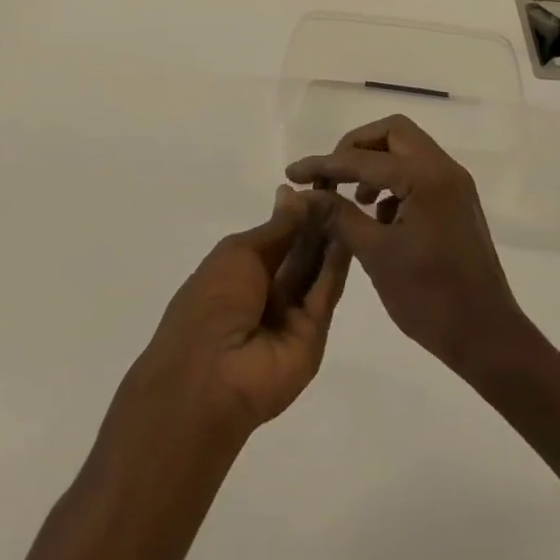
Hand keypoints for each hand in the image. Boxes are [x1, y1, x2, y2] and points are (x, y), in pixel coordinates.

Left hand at [114, 186, 351, 444]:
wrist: (210, 374)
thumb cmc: (212, 301)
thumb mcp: (238, 253)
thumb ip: (276, 228)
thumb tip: (292, 193)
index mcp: (241, 270)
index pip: (277, 236)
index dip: (296, 212)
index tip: (320, 185)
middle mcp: (267, 291)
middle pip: (299, 252)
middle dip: (317, 223)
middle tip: (340, 191)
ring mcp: (290, 314)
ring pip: (315, 271)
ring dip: (329, 239)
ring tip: (349, 206)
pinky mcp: (313, 335)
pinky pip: (324, 295)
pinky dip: (336, 266)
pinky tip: (348, 235)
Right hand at [287, 115, 529, 380]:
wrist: (488, 337)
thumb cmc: (430, 297)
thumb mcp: (375, 254)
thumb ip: (337, 216)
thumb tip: (302, 195)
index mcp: (424, 177)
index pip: (362, 158)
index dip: (324, 164)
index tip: (292, 173)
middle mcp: (444, 169)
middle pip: (392, 133)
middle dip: (356, 148)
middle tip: (331, 176)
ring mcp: (454, 185)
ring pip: (407, 150)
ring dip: (375, 164)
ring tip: (352, 200)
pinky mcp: (457, 203)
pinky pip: (419, 173)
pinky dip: (394, 182)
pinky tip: (378, 217)